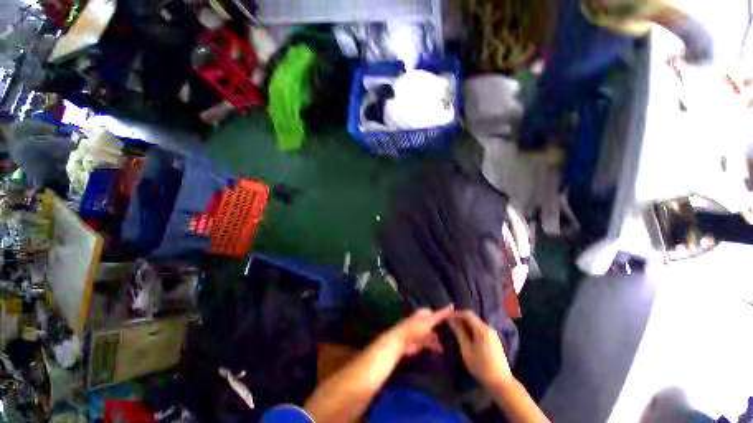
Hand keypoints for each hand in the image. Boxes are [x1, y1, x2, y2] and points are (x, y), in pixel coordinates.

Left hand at [386, 305, 453, 356]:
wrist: (402, 341)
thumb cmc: (416, 327)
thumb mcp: (430, 320)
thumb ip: (441, 314)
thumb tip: (452, 305)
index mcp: (424, 313)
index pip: (436, 312)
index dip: (444, 315)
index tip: (455, 318)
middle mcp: (423, 321)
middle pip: (435, 323)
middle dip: (443, 327)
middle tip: (455, 331)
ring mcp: (421, 332)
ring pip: (433, 334)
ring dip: (439, 338)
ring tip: (451, 341)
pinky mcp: (420, 342)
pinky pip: (430, 343)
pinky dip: (435, 345)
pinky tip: (442, 349)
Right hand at [448, 310, 512, 388]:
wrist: (501, 383)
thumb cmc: (481, 367)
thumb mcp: (467, 350)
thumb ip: (459, 332)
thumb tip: (450, 319)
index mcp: (482, 329)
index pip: (467, 314)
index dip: (456, 313)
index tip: (446, 317)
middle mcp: (488, 328)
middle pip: (472, 317)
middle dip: (460, 318)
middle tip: (449, 323)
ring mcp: (492, 334)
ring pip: (476, 323)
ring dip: (465, 324)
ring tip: (455, 329)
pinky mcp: (494, 339)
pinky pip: (480, 329)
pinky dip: (471, 329)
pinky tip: (466, 336)